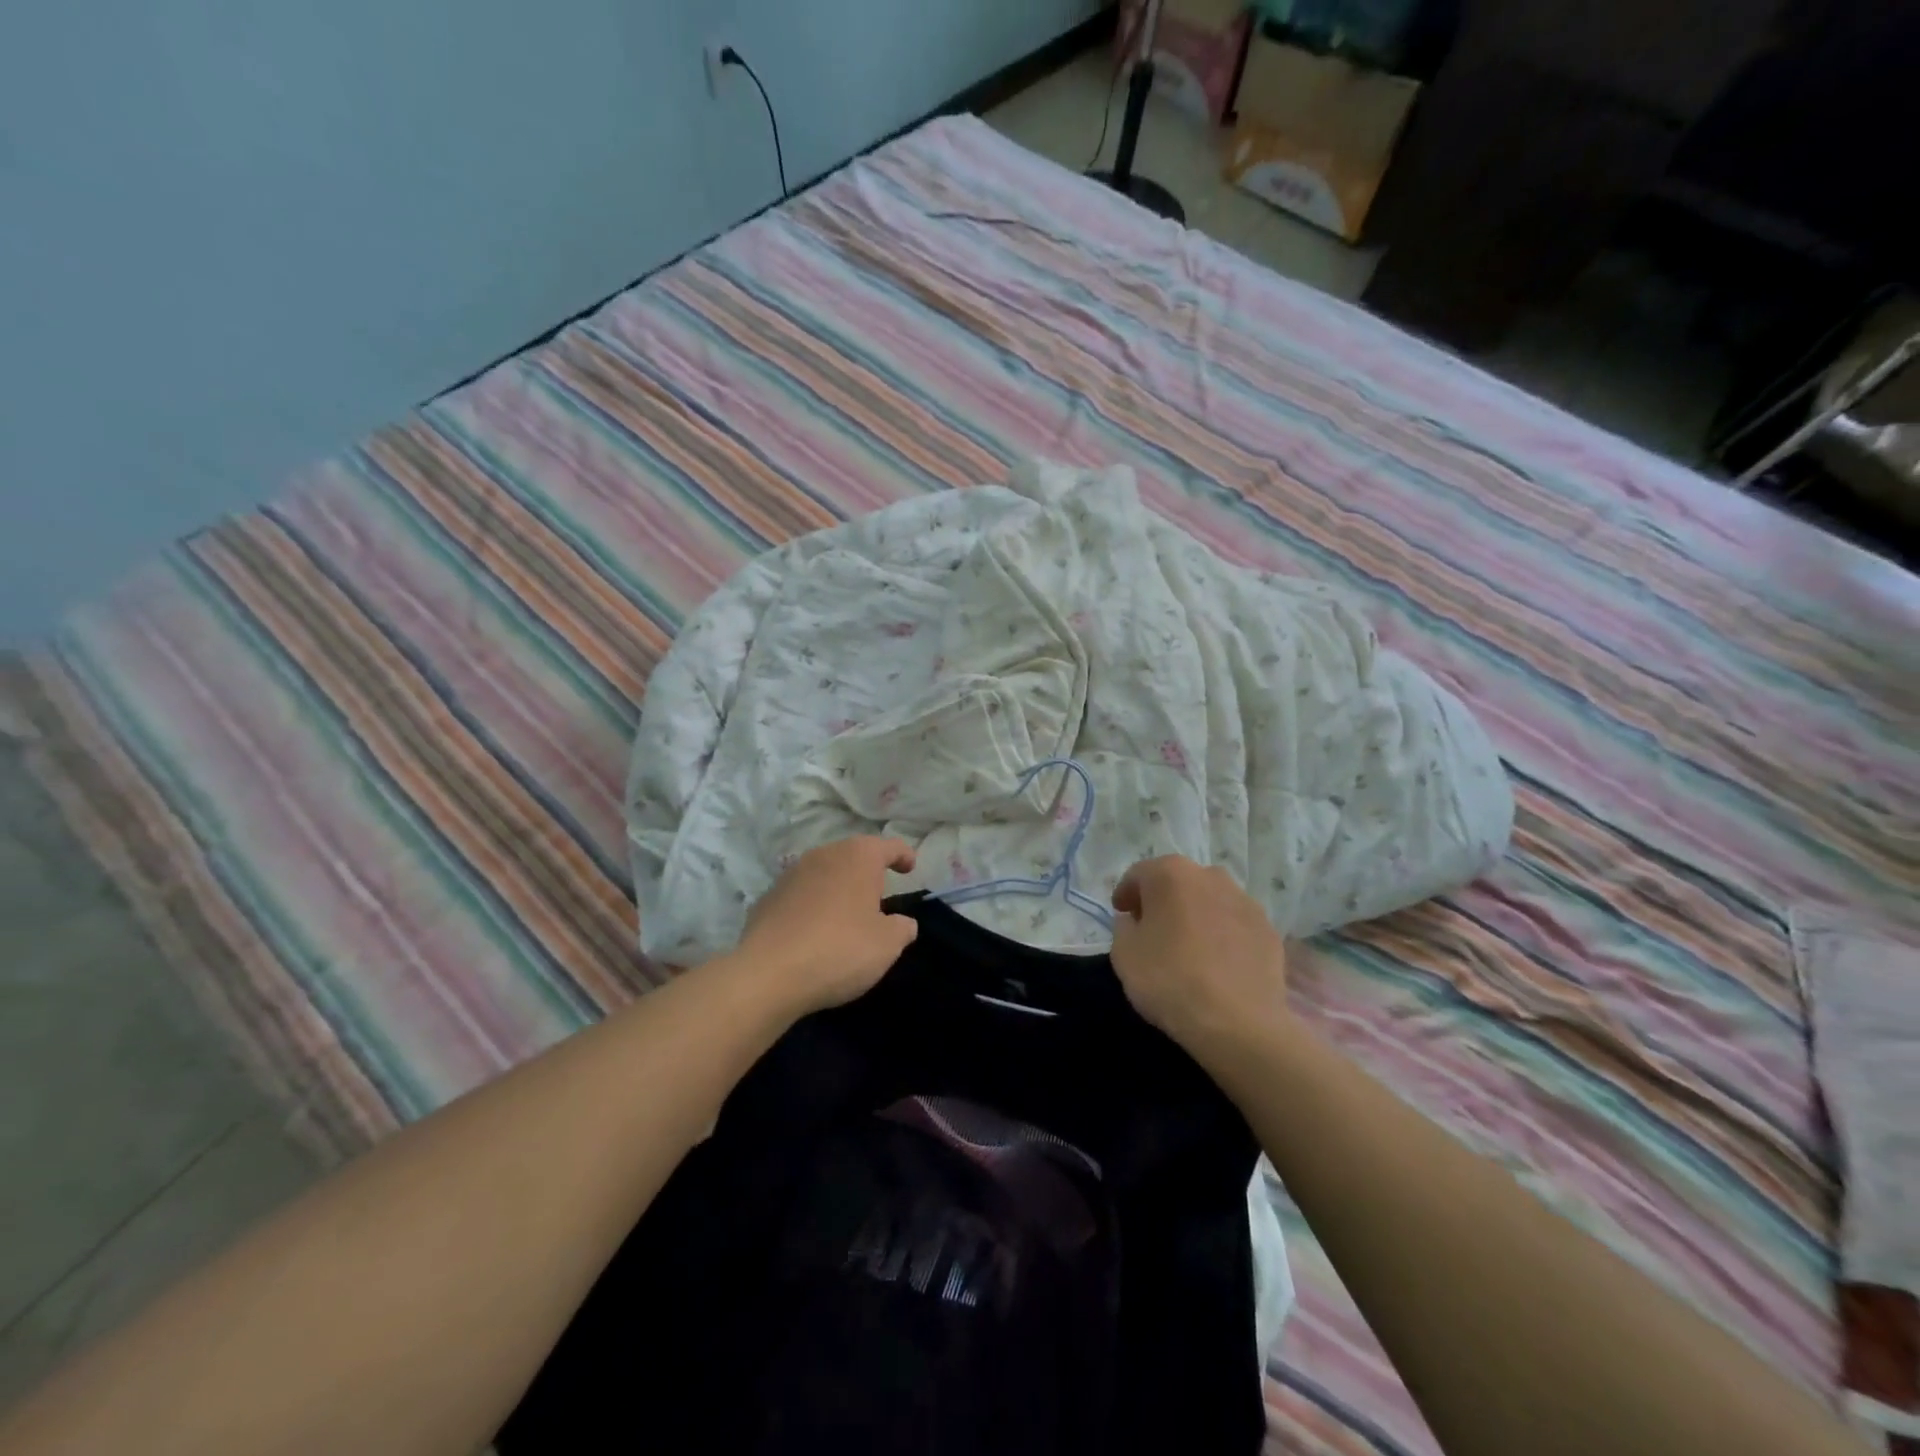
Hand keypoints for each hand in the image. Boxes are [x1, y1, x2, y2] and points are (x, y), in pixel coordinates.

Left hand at [731, 837, 919, 1015]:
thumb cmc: (840, 950)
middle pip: (853, 855)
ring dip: (837, 887)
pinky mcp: (768, 897)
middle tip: (879, 895)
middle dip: (867, 871)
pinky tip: (814, 931)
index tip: (910, 869)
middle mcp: (824, 854)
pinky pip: (800, 894)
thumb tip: (902, 923)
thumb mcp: (887, 945)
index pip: (889, 846)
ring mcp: (791, 874)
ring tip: (846, 914)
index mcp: (858, 857)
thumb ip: (902, 928)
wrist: (768, 973)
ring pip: (824, 872)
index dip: (904, 855)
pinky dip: (812, 905)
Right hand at [1110, 856, 1291, 1053]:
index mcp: (1170, 874)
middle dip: (1163, 901)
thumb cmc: (1170, 980)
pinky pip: (1235, 925)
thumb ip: (1123, 927)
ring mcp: (1245, 901)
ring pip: (1210, 901)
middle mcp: (1210, 876)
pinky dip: (1223, 935)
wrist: (1238, 1023)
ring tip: (1188, 948)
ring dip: (1195, 915)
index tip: (1121, 914)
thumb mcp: (1124, 954)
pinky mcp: (1268, 929)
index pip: (1139, 875)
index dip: (1126, 894)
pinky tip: (1217, 963)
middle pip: (1178, 882)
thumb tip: (1134, 920)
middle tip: (1152, 930)